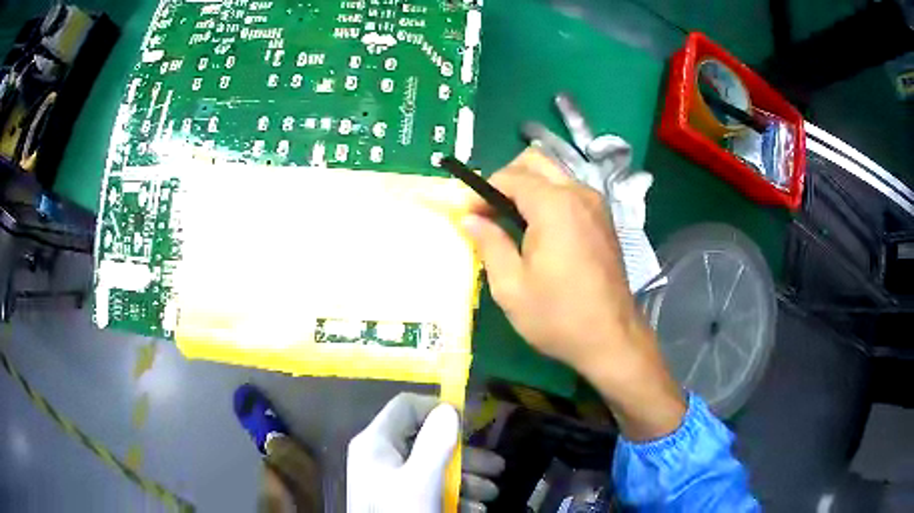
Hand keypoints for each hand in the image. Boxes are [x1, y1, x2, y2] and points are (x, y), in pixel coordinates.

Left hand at [347, 393, 503, 511]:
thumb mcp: (421, 481)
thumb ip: (436, 443)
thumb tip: (450, 408)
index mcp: (376, 443)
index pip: (407, 407)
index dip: (439, 409)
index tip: (473, 424)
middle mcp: (381, 457)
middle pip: (426, 442)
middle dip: (466, 456)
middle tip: (499, 468)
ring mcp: (390, 480)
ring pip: (433, 469)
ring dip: (467, 480)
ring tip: (492, 495)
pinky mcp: (400, 499)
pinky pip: (429, 489)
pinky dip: (454, 497)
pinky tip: (474, 510)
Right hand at [462, 149, 684, 439]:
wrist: (611, 339)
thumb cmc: (558, 316)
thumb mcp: (511, 286)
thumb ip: (488, 243)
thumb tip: (469, 218)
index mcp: (554, 205)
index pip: (509, 176)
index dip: (481, 191)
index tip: (467, 215)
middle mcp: (579, 193)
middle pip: (535, 161)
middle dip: (506, 178)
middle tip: (489, 211)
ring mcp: (596, 204)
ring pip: (554, 174)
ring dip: (528, 187)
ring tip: (510, 222)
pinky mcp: (604, 219)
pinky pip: (569, 191)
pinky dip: (548, 198)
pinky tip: (538, 230)